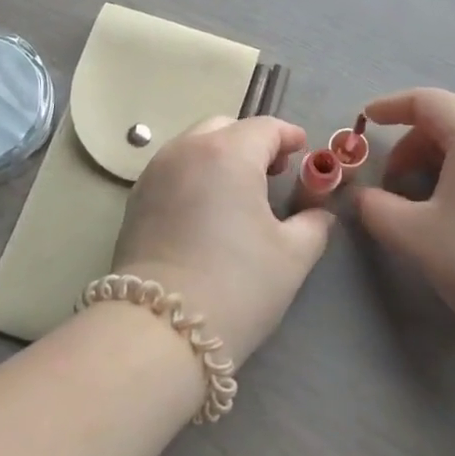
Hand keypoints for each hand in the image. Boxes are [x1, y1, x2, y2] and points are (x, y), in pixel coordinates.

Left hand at [111, 116, 333, 366]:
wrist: (161, 327)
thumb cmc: (237, 285)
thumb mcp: (292, 256)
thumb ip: (313, 224)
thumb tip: (319, 214)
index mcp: (228, 153)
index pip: (264, 128)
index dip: (289, 136)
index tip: (304, 150)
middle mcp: (186, 150)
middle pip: (225, 127)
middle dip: (252, 141)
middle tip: (274, 171)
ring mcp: (155, 172)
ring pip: (194, 145)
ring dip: (220, 155)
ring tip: (240, 190)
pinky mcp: (135, 198)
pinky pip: (172, 169)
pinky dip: (195, 174)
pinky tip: (207, 208)